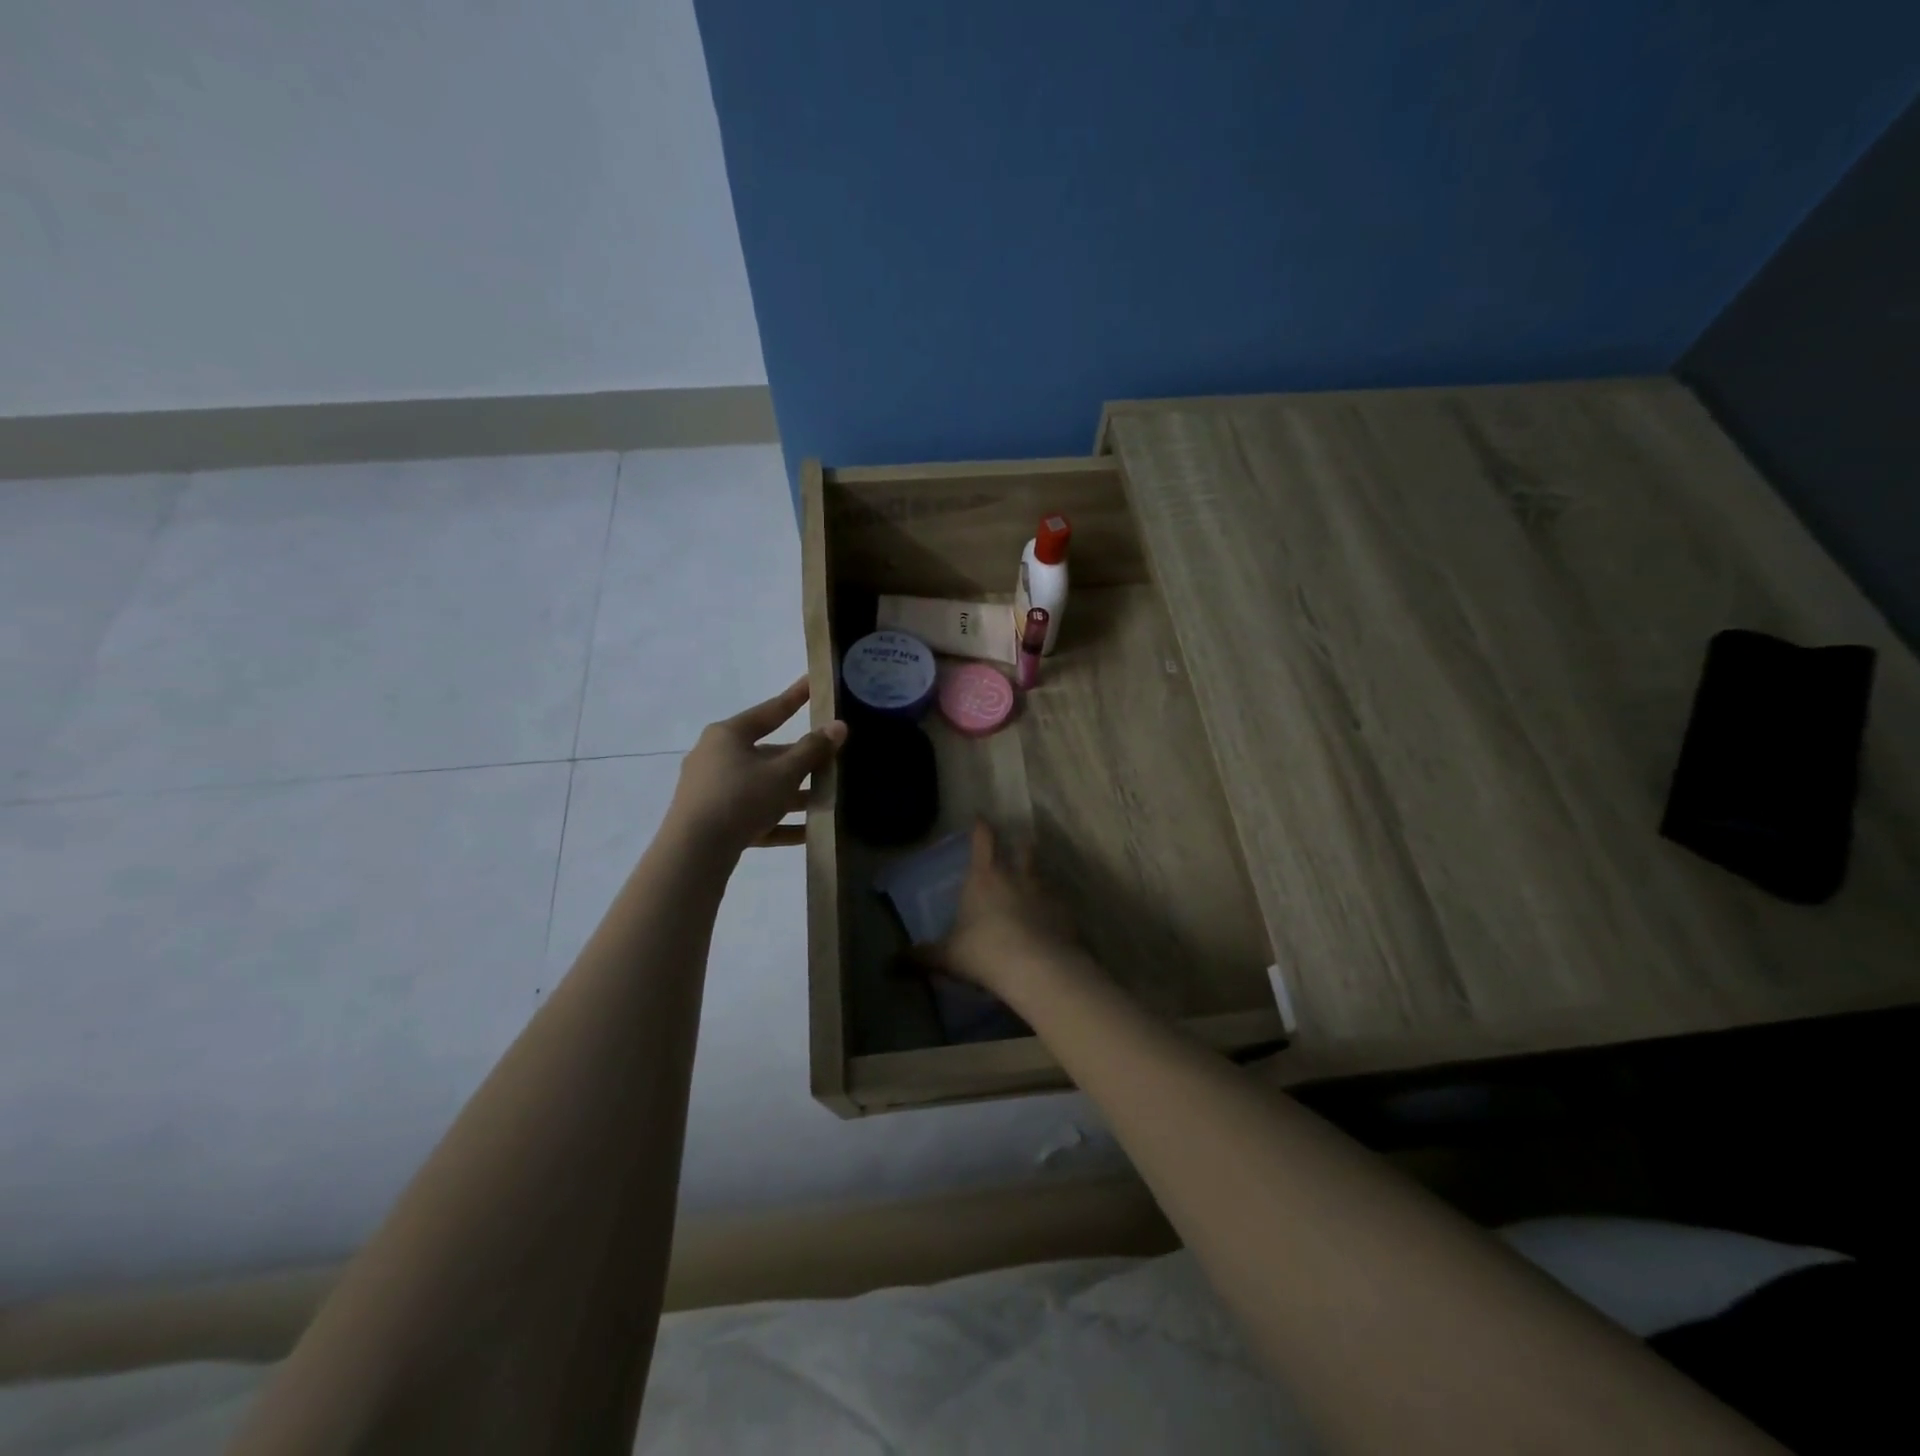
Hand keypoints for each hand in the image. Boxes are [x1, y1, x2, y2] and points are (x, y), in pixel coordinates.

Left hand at [665, 678, 845, 857]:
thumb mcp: (783, 773)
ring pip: (761, 786)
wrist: (694, 853)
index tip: (812, 682)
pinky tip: (807, 833)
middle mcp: (716, 757)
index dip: (795, 697)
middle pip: (768, 754)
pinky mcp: (713, 820)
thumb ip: (812, 750)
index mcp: (728, 735)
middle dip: (801, 761)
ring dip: (793, 794)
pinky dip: (778, 821)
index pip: (770, 711)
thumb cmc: (740, 798)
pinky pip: (753, 815)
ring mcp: (712, 790)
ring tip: (826, 800)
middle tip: (831, 760)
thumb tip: (839, 726)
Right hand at [923, 820, 1084, 999]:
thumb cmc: (985, 953)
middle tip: (1016, 844)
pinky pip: (1058, 903)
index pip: (983, 839)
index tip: (981, 817)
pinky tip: (1049, 920)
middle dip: (1019, 843)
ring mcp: (1046, 892)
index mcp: (985, 876)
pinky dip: (1053, 907)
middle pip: (1022, 847)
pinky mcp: (1066, 912)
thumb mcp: (948, 957)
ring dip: (1037, 876)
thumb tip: (890, 963)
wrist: (1040, 969)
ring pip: (1042, 873)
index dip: (981, 827)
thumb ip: (921, 957)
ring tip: (1032, 885)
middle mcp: (1018, 875)